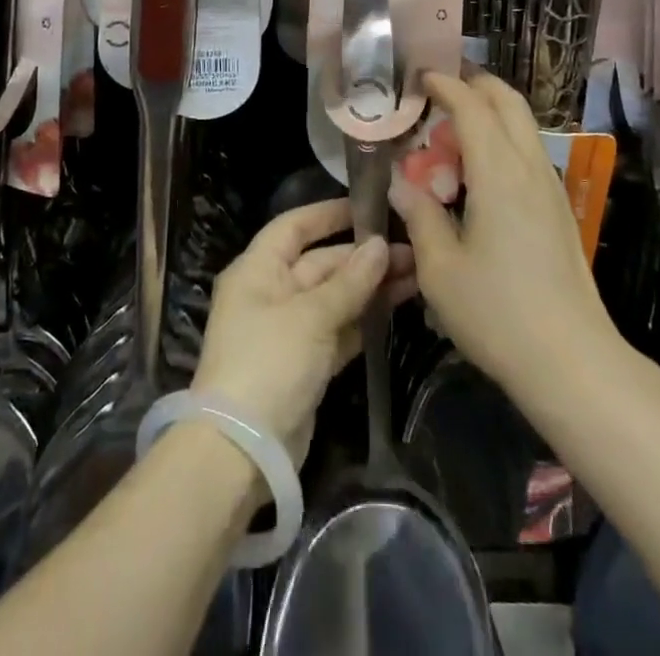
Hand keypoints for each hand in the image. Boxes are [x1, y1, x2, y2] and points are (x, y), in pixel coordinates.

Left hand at [191, 199, 413, 465]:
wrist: (242, 452)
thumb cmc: (269, 362)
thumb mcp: (311, 315)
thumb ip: (350, 281)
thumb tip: (381, 246)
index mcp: (258, 269)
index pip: (294, 226)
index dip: (329, 214)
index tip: (369, 207)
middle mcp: (270, 293)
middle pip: (321, 263)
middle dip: (363, 257)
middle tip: (411, 249)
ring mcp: (288, 330)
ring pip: (335, 297)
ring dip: (371, 287)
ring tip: (416, 273)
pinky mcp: (305, 364)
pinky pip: (339, 329)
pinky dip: (364, 318)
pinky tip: (398, 305)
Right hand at [390, 70, 615, 399]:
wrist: (572, 361)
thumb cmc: (497, 313)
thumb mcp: (440, 268)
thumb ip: (420, 215)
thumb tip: (402, 182)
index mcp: (498, 171)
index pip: (473, 106)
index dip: (446, 85)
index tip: (420, 77)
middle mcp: (530, 166)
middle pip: (508, 102)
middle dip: (475, 86)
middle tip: (439, 94)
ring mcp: (551, 187)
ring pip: (523, 125)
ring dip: (490, 114)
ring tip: (453, 135)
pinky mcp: (560, 209)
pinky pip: (529, 152)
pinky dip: (503, 140)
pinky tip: (480, 175)